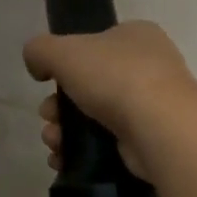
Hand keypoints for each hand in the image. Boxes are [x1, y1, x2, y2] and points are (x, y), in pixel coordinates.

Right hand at [25, 22, 196, 182]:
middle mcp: (149, 68)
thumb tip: (37, 65)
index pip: (95, 44)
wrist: (159, 127)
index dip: (67, 63)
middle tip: (49, 117)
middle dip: (59, 105)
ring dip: (65, 131)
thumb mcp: (64, 51)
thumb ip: (40, 50)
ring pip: (94, 117)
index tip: (47, 82)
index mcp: (137, 36)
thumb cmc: (115, 77)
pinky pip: (107, 145)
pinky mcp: (149, 141)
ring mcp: (152, 107)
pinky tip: (63, 160)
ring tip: (54, 143)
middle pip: (89, 86)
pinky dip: (82, 152)